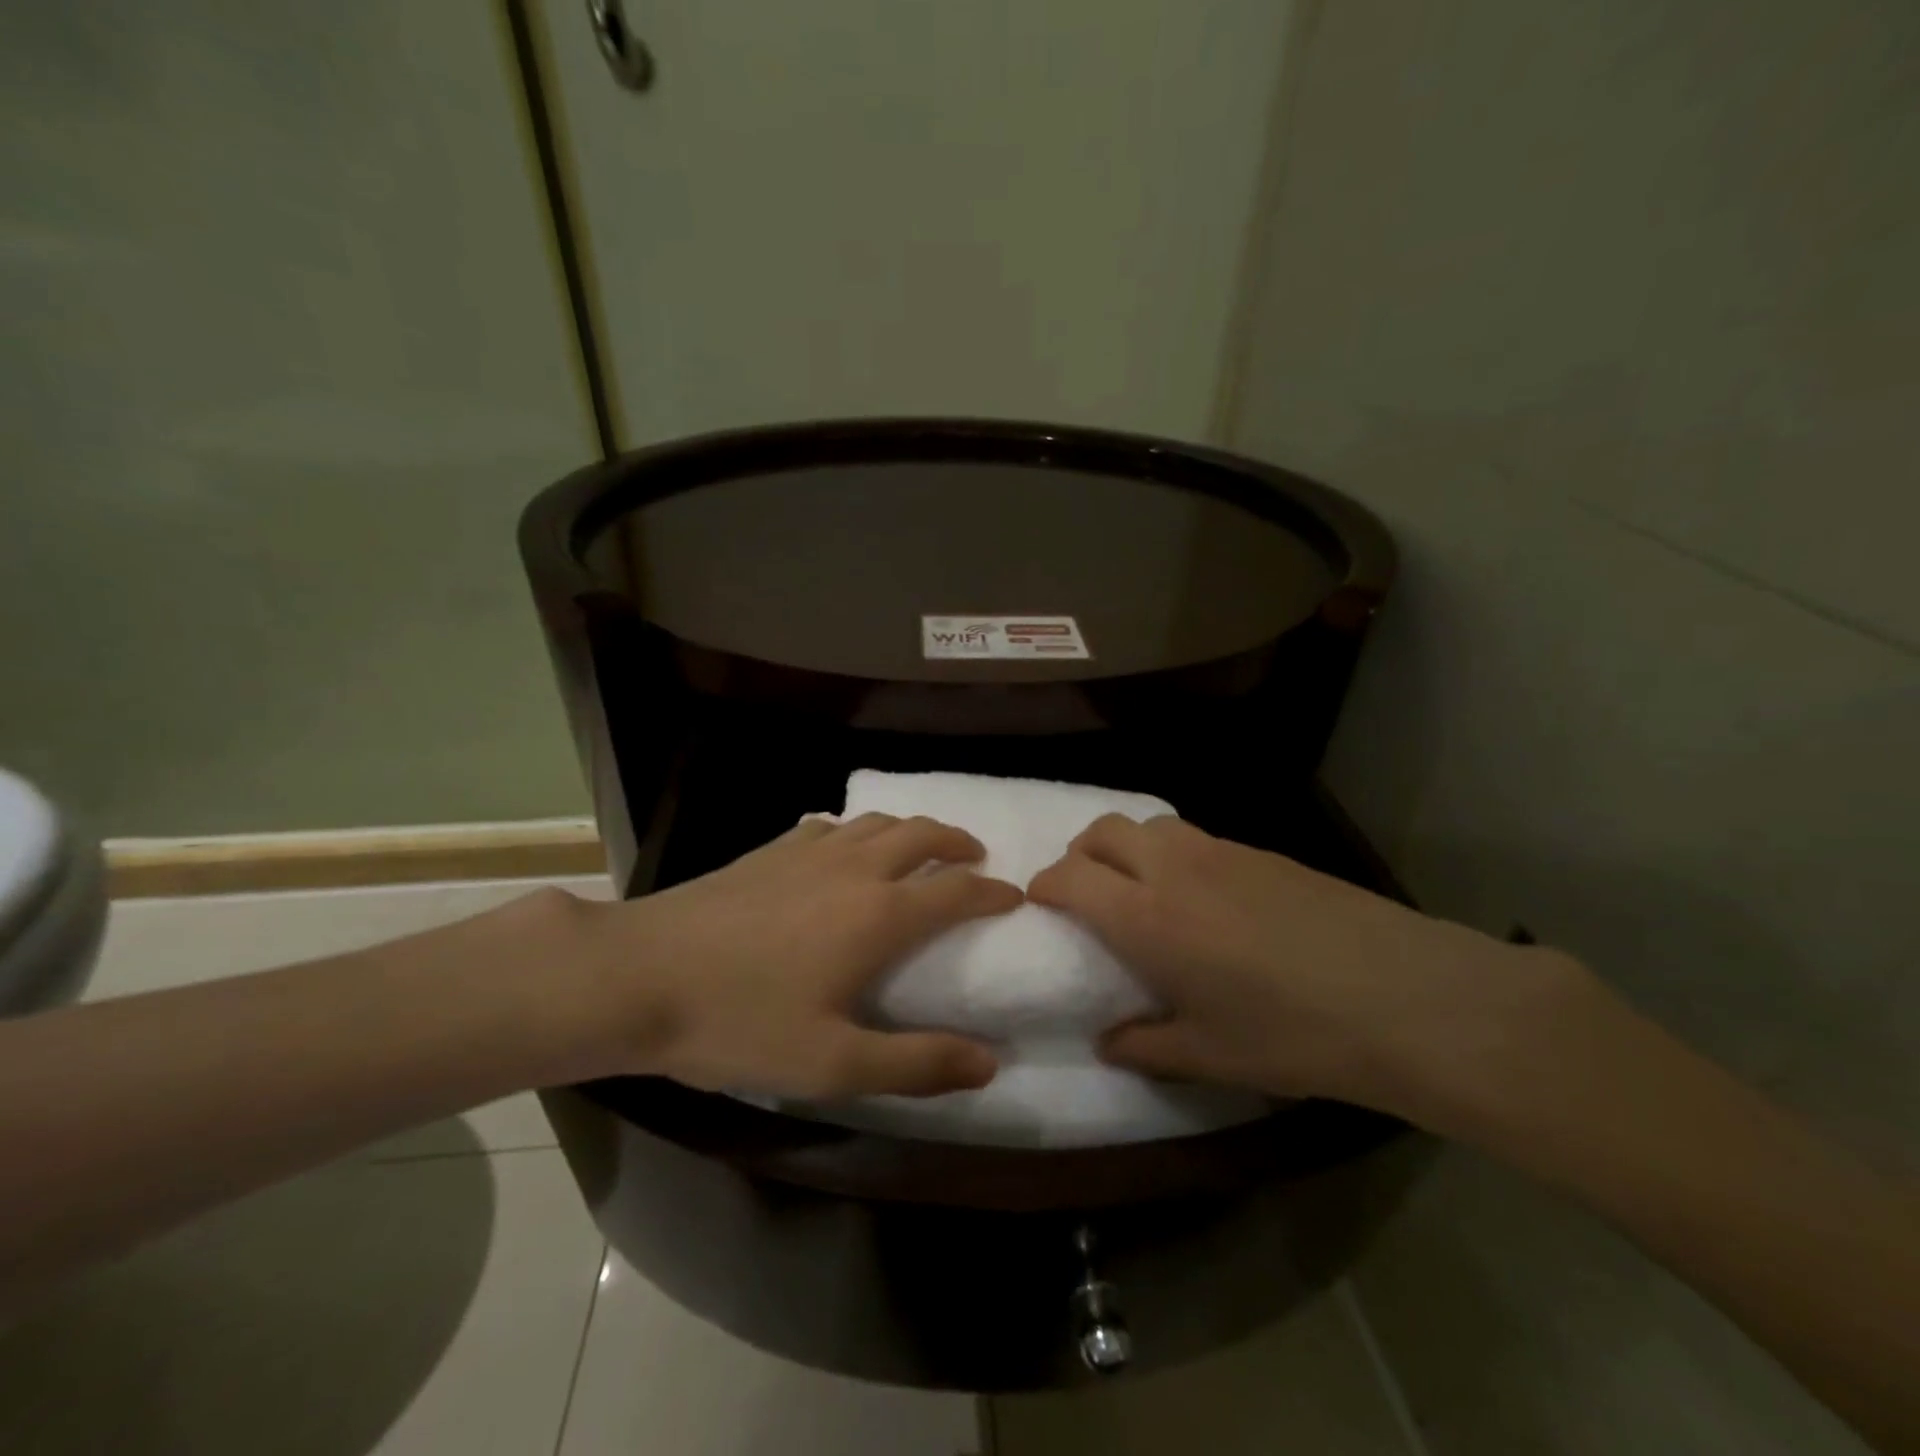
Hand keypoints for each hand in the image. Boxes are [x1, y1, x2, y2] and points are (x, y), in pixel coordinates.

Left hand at [560, 815, 1021, 1099]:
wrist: (639, 975)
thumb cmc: (740, 1023)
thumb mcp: (833, 1064)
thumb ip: (917, 1063)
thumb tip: (990, 1061)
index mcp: (879, 915)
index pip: (957, 890)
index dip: (993, 892)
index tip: (1015, 896)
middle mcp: (854, 869)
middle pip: (922, 834)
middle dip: (957, 841)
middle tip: (975, 857)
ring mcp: (808, 851)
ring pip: (877, 822)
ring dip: (911, 829)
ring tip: (920, 848)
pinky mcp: (770, 850)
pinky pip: (830, 826)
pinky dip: (855, 832)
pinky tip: (842, 850)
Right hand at [1027, 814, 1588, 1124]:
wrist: (1405, 997)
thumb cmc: (1293, 1034)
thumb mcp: (1210, 1055)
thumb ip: (1145, 1046)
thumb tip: (1108, 1043)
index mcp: (1146, 918)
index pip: (1069, 877)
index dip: (1045, 886)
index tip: (1040, 905)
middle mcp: (1172, 869)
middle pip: (1102, 832)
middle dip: (1078, 854)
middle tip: (1084, 892)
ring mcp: (1220, 851)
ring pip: (1148, 823)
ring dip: (1125, 846)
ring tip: (1138, 887)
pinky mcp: (1260, 850)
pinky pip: (1193, 834)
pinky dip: (1171, 851)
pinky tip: (1199, 893)